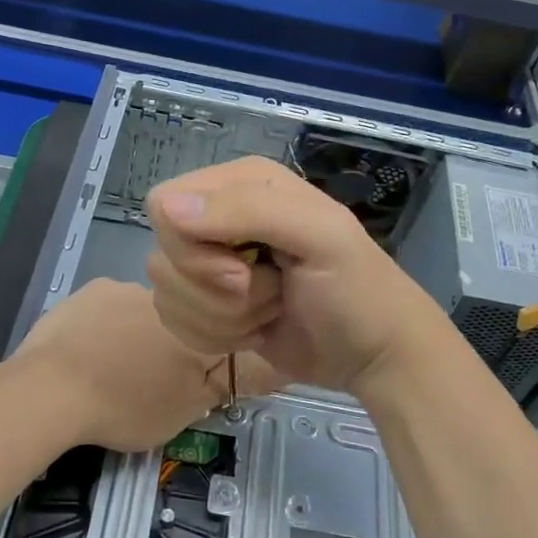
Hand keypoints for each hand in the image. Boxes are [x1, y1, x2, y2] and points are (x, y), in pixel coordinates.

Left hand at [13, 279, 281, 452]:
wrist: (50, 391)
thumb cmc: (124, 405)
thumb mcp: (184, 410)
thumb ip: (222, 383)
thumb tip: (264, 365)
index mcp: (190, 325)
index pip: (218, 329)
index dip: (210, 350)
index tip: (193, 371)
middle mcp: (163, 296)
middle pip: (179, 316)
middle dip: (169, 340)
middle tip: (149, 377)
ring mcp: (121, 287)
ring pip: (140, 310)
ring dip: (135, 331)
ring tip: (112, 367)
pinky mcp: (87, 290)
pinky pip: (107, 306)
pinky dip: (104, 326)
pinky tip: (86, 353)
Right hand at [144, 156, 445, 394]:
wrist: (374, 355)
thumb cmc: (357, 289)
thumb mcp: (319, 236)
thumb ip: (248, 211)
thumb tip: (167, 209)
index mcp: (241, 183)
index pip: (164, 204)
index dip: (191, 246)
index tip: (240, 269)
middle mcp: (219, 217)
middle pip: (163, 255)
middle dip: (216, 289)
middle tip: (271, 291)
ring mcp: (212, 264)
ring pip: (168, 294)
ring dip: (222, 317)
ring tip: (273, 308)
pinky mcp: (209, 306)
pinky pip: (176, 322)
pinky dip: (217, 336)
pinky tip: (257, 330)